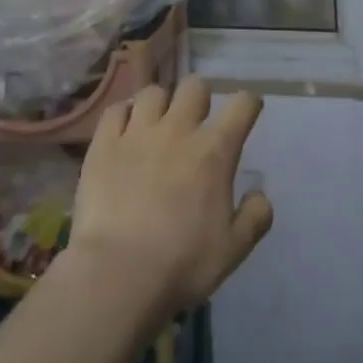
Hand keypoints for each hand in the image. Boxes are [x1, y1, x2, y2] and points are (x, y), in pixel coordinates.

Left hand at [70, 78, 273, 315]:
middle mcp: (178, 130)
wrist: (117, 275)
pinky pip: (115, 110)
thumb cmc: (182, 263)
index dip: (248, 104)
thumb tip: (259, 194)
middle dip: (200, 98)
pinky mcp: (103, 145)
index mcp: (215, 151)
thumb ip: (255, 217)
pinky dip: (123, 115)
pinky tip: (124, 132)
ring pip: (153, 92)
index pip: (242, 104)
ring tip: (157, 125)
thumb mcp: (234, 249)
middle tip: (196, 123)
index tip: (247, 114)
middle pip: (194, 86)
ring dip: (160, 105)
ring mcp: (137, 134)